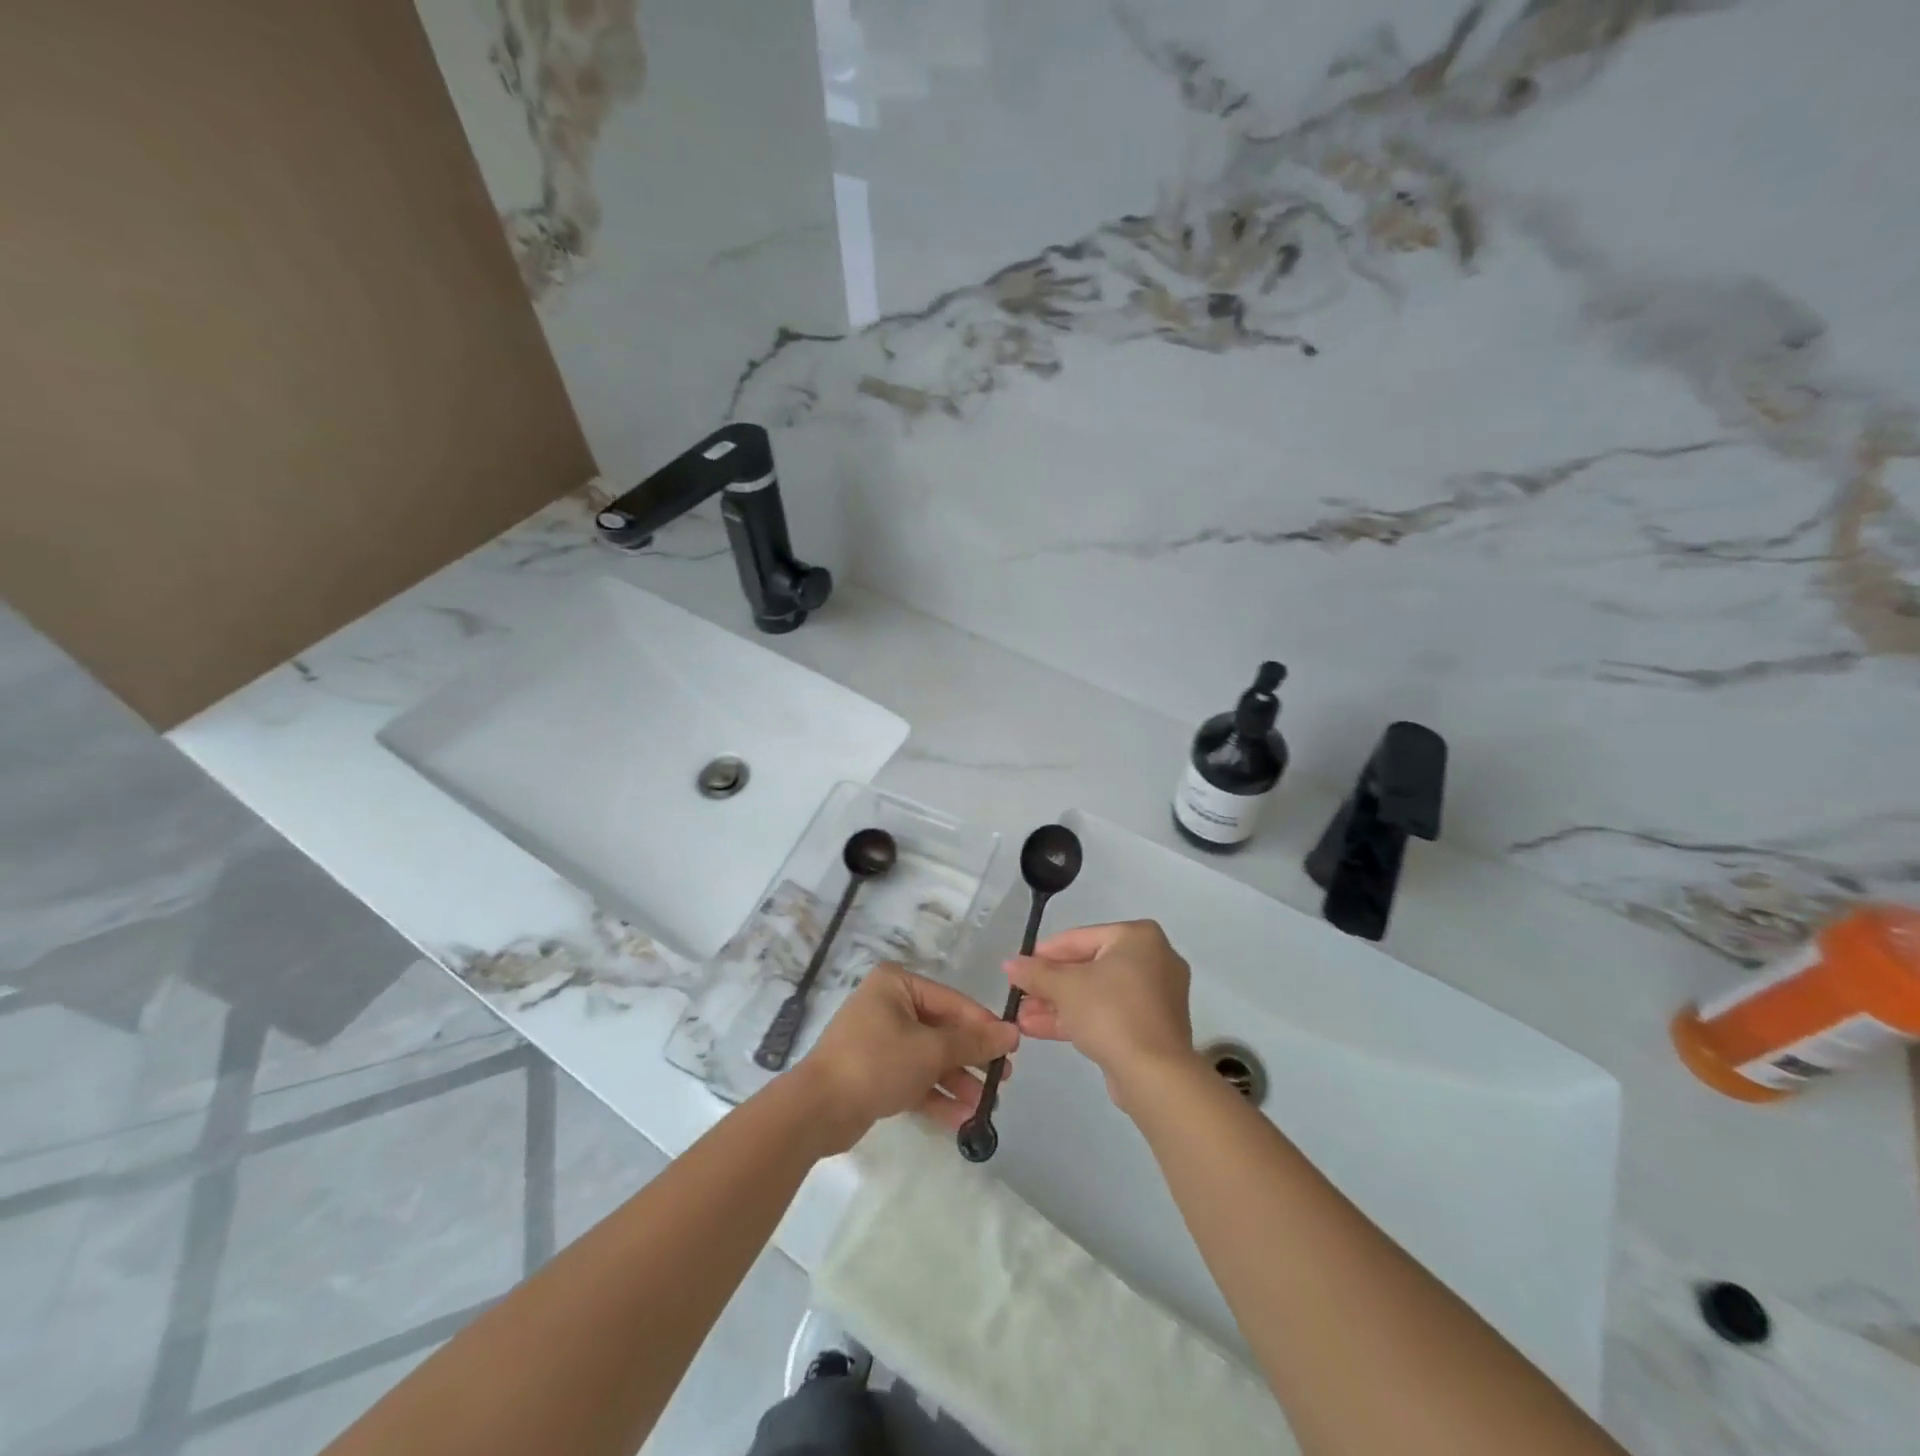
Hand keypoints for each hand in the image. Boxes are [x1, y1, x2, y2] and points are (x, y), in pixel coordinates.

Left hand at [797, 963, 1017, 1151]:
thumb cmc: (876, 1062)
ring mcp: (880, 1040)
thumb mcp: (930, 1050)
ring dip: (957, 1081)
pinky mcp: (875, 1072)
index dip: (983, 1025)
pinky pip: (914, 1078)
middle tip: (1002, 1079)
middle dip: (971, 1058)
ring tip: (986, 1106)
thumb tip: (1011, 1032)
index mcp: (897, 985)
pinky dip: (936, 1096)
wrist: (817, 1110)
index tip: (1013, 1048)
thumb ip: (972, 1042)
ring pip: (929, 1058)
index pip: (952, 1001)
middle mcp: (888, 1005)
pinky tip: (963, 1119)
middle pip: (942, 1030)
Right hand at [1005, 920, 1194, 1110]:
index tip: (1019, 966)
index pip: (1080, 938)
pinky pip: (1109, 1014)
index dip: (1044, 953)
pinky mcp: (1151, 1028)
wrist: (1154, 1075)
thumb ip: (1035, 973)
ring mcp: (1155, 996)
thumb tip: (1009, 964)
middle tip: (1019, 994)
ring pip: (1096, 994)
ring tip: (1020, 1017)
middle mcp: (1153, 960)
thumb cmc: (1110, 1013)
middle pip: (1088, 967)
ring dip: (1058, 1005)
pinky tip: (1038, 1029)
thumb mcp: (1065, 987)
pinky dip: (1078, 1019)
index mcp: (1138, 938)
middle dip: (1050, 985)